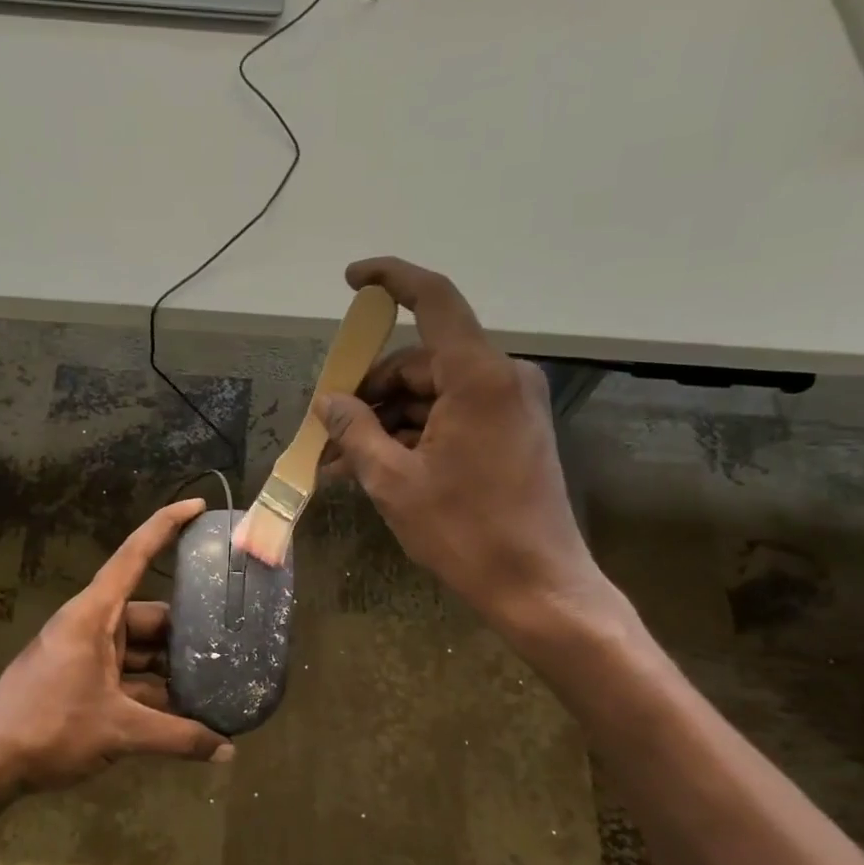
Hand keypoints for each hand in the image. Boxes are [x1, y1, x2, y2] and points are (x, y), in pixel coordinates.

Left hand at [0, 499, 232, 803]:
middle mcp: (91, 626)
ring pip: (141, 651)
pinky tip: (184, 710)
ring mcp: (85, 654)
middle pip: (149, 616)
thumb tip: (229, 751)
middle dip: (187, 631)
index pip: (134, 556)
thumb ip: (177, 737)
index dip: (166, 526)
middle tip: (233, 641)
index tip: (199, 506)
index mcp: (94, 615)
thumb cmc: (49, 728)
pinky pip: (127, 675)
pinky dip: (152, 690)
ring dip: (172, 669)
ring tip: (217, 681)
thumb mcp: (119, 731)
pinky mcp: (81, 681)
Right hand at [319, 257, 624, 639]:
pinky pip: (452, 416)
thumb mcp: (394, 482)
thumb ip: (355, 431)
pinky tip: (376, 466)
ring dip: (386, 421)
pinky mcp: (513, 432)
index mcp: (478, 377)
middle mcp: (502, 378)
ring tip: (341, 460)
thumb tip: (328, 401)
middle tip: (326, 429)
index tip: (352, 280)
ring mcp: (511, 406)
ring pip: (433, 394)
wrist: (537, 585)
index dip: (391, 279)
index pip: (434, 299)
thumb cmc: (464, 532)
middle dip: (369, 391)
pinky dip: (414, 435)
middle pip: (421, 362)